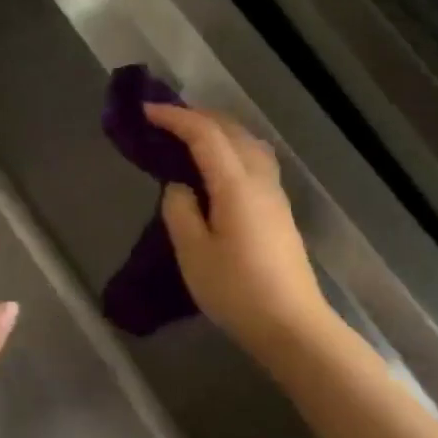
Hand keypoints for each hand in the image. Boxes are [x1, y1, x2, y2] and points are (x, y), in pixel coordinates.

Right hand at [145, 104, 333, 361]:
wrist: (291, 325)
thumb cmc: (236, 291)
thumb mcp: (193, 254)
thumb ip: (180, 212)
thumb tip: (180, 187)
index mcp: (236, 186)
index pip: (205, 136)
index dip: (175, 118)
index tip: (146, 112)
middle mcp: (260, 181)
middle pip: (232, 131)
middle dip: (198, 117)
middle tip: (165, 120)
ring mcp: (274, 195)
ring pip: (249, 144)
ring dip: (219, 131)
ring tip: (190, 137)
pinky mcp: (279, 212)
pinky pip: (255, 162)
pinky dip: (231, 149)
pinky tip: (217, 167)